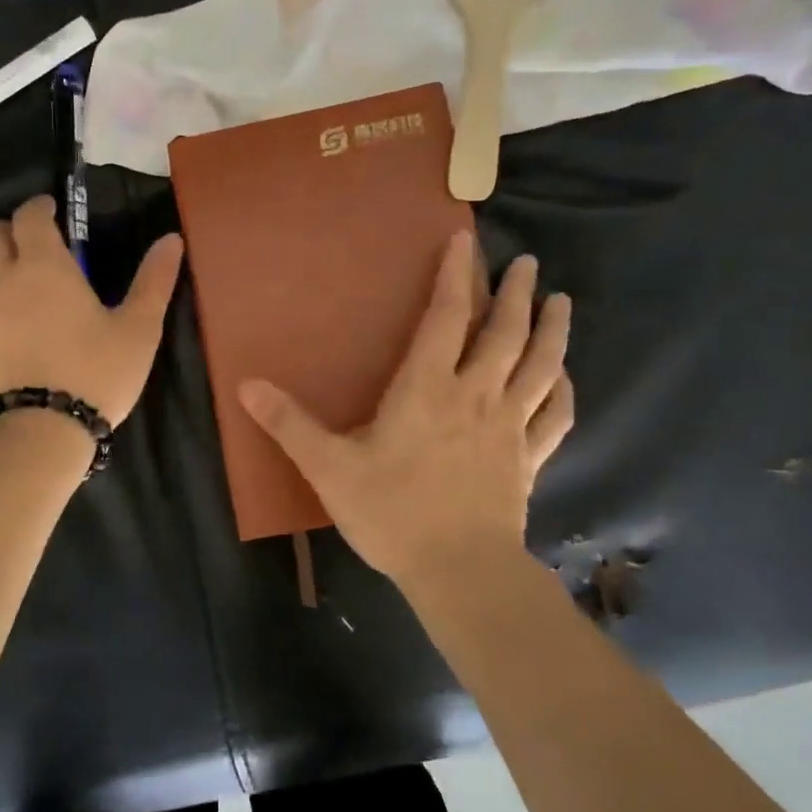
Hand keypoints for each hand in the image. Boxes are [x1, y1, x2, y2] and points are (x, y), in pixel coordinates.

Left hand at [0, 195, 183, 426]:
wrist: (40, 433)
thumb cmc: (95, 375)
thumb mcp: (138, 330)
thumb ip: (154, 281)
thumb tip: (171, 239)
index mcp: (43, 267)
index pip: (28, 215)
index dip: (39, 207)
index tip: (52, 212)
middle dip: (3, 229)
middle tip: (26, 246)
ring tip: (7, 286)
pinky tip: (0, 335)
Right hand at [238, 229, 572, 591]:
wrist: (460, 572)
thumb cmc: (391, 513)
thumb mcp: (328, 468)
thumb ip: (289, 424)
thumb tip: (245, 385)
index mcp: (427, 389)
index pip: (446, 317)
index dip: (454, 275)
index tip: (463, 239)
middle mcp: (475, 396)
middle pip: (504, 332)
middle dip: (514, 292)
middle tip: (525, 262)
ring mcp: (509, 428)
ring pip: (540, 366)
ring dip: (553, 330)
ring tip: (561, 301)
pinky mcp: (528, 460)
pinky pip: (555, 417)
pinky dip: (563, 391)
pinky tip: (565, 377)